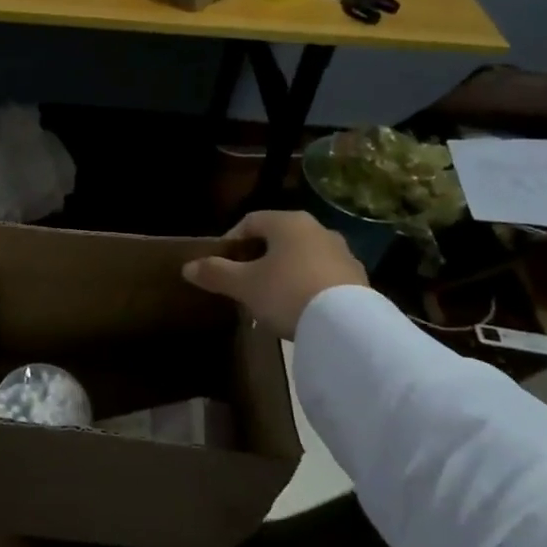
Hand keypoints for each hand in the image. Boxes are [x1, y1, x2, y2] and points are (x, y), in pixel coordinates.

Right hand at [182, 209, 367, 339]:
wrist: (347, 326)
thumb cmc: (286, 292)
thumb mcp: (243, 285)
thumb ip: (215, 273)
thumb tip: (187, 267)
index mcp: (288, 222)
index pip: (251, 221)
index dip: (231, 240)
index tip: (221, 263)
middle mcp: (318, 230)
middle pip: (279, 239)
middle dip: (258, 258)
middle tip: (243, 282)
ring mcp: (342, 254)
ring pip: (302, 257)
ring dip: (284, 273)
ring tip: (270, 300)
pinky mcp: (359, 280)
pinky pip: (323, 277)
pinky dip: (307, 287)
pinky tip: (298, 310)